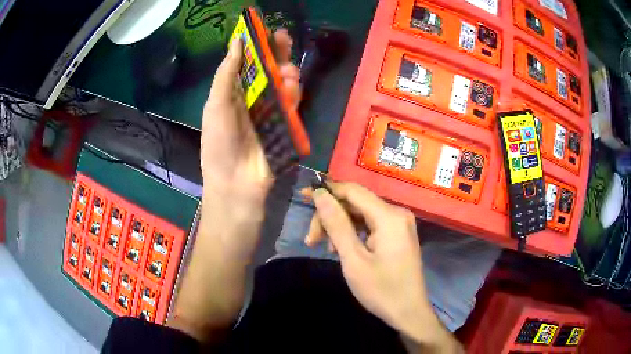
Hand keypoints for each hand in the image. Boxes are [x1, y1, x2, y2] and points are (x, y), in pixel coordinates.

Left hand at [200, 29, 299, 208]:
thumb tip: (237, 41)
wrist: (237, 184)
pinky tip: (293, 87)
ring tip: (287, 70)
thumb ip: (226, 73)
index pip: (247, 63)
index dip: (255, 46)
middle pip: (267, 70)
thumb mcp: (216, 104)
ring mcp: (270, 111)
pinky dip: (294, 93)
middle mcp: (252, 99)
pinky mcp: (285, 124)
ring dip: (286, 72)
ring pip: (282, 84)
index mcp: (232, 93)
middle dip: (276, 52)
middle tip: (284, 38)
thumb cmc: (220, 144)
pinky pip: (292, 103)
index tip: (264, 30)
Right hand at [309, 182, 461, 352]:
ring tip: (326, 249)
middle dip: (331, 217)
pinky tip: (341, 249)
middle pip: (356, 203)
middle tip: (310, 240)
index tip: (303, 198)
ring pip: (361, 215)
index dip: (327, 190)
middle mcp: (397, 213)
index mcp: (389, 216)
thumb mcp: (353, 259)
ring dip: (340, 228)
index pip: (352, 190)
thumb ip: (336, 224)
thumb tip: (320, 194)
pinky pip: (370, 225)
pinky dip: (353, 234)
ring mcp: (399, 224)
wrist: (409, 313)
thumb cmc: (381, 290)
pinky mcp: (398, 234)